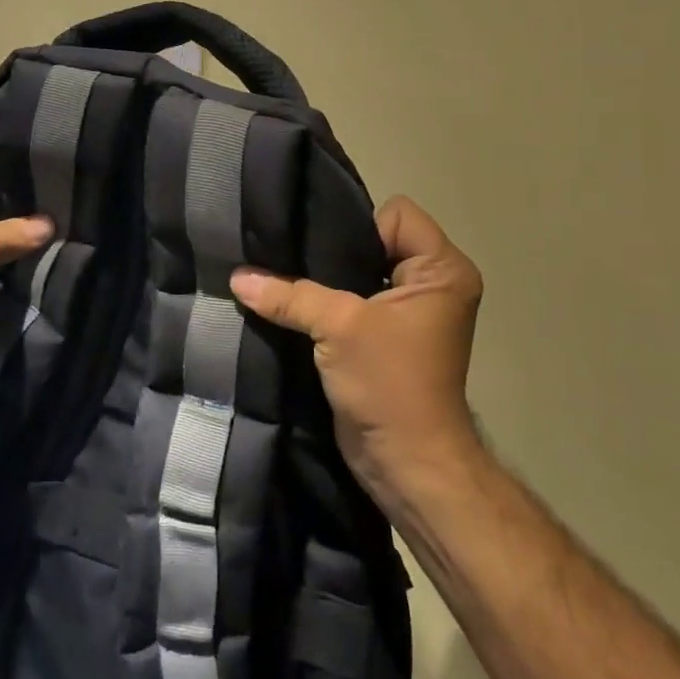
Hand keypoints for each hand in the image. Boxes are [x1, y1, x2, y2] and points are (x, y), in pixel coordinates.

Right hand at [229, 196, 483, 515]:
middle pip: (374, 241)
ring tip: (282, 280)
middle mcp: (431, 285)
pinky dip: (324, 305)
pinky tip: (289, 306)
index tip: (325, 254)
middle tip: (288, 257)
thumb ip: (289, 294)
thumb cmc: (389, 383)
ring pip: (358, 274)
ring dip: (324, 282)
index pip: (396, 215)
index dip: (359, 228)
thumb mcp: (339, 327)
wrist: (407, 464)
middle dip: (332, 251)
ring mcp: (408, 313)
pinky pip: (351, 302)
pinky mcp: (384, 338)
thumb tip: (237, 277)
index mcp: (442, 270)